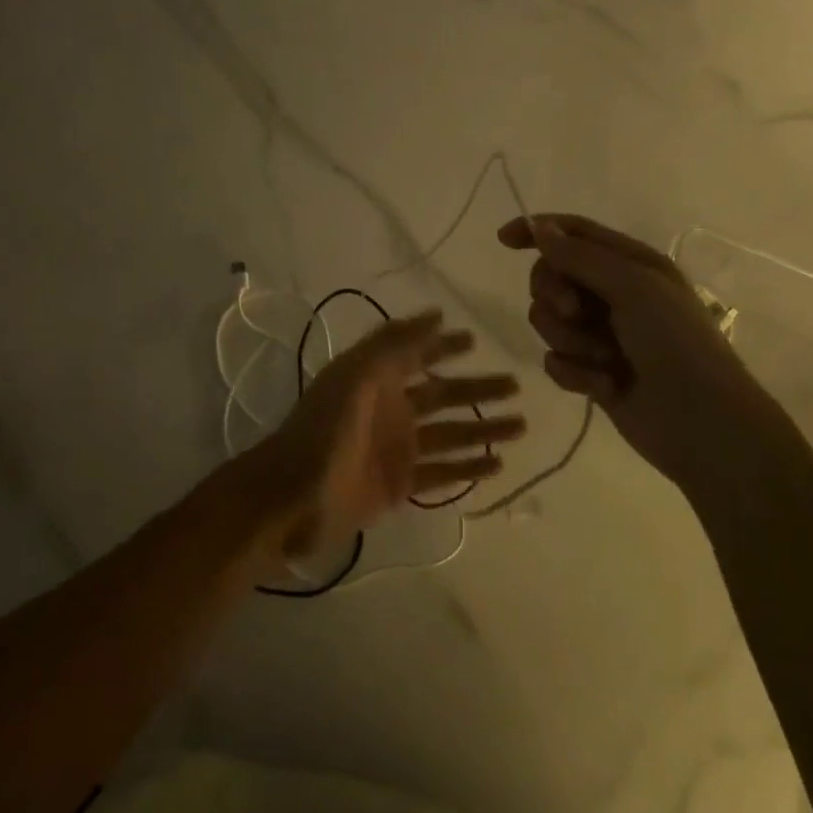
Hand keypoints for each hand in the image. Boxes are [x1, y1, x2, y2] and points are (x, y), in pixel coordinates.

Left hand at [240, 310, 524, 561]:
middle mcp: (391, 410)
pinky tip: (497, 464)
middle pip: (444, 395)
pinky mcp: (401, 485)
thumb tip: (437, 314)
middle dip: (478, 389)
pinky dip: (469, 468)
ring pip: (451, 434)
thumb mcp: (356, 375)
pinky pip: (443, 473)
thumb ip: (395, 344)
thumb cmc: (324, 430)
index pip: (418, 355)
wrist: (292, 497)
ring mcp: (398, 449)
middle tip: (516, 385)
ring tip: (520, 425)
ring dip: (484, 429)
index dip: (444, 346)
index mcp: (377, 380)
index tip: (475, 339)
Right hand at [498, 215, 790, 485]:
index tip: (504, 240)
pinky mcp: (590, 371)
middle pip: (551, 276)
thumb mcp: (632, 287)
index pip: (573, 232)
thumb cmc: (675, 343)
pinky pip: (554, 360)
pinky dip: (574, 372)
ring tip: (604, 359)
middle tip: (576, 312)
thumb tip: (539, 227)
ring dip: (570, 340)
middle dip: (555, 295)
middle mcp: (613, 293)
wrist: (702, 423)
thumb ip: (580, 256)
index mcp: (630, 263)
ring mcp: (600, 334)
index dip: (537, 230)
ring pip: (548, 321)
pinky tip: (603, 386)